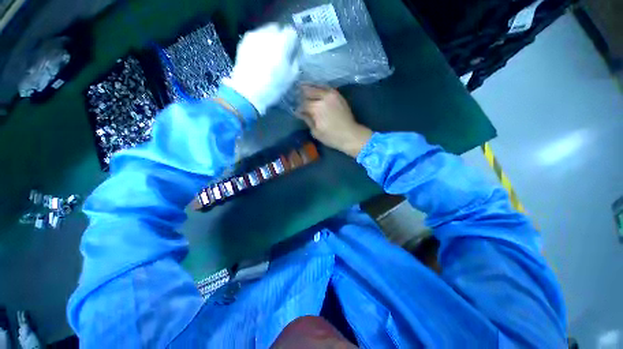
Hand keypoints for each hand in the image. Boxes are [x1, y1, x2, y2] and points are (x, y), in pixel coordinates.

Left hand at [222, 23, 300, 114]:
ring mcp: (254, 36)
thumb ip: (295, 61)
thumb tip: (295, 53)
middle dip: (280, 37)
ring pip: (265, 32)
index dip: (293, 40)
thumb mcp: (291, 77)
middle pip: (277, 28)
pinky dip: (259, 43)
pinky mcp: (243, 42)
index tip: (293, 49)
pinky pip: (255, 37)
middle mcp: (268, 34)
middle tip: (281, 52)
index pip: (291, 32)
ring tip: (269, 55)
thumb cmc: (273, 87)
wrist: (248, 92)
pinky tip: (259, 56)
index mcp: (282, 43)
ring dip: (269, 40)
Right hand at [296, 85, 371, 157]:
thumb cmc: (332, 137)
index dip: (298, 108)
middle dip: (301, 94)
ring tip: (302, 86)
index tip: (296, 111)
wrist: (350, 135)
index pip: (303, 104)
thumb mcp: (316, 132)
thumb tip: (300, 113)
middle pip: (308, 91)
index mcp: (316, 108)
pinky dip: (319, 86)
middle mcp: (323, 98)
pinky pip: (326, 87)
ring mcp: (332, 94)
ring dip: (308, 86)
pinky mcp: (338, 95)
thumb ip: (307, 120)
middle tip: (295, 95)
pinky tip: (315, 88)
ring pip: (317, 86)